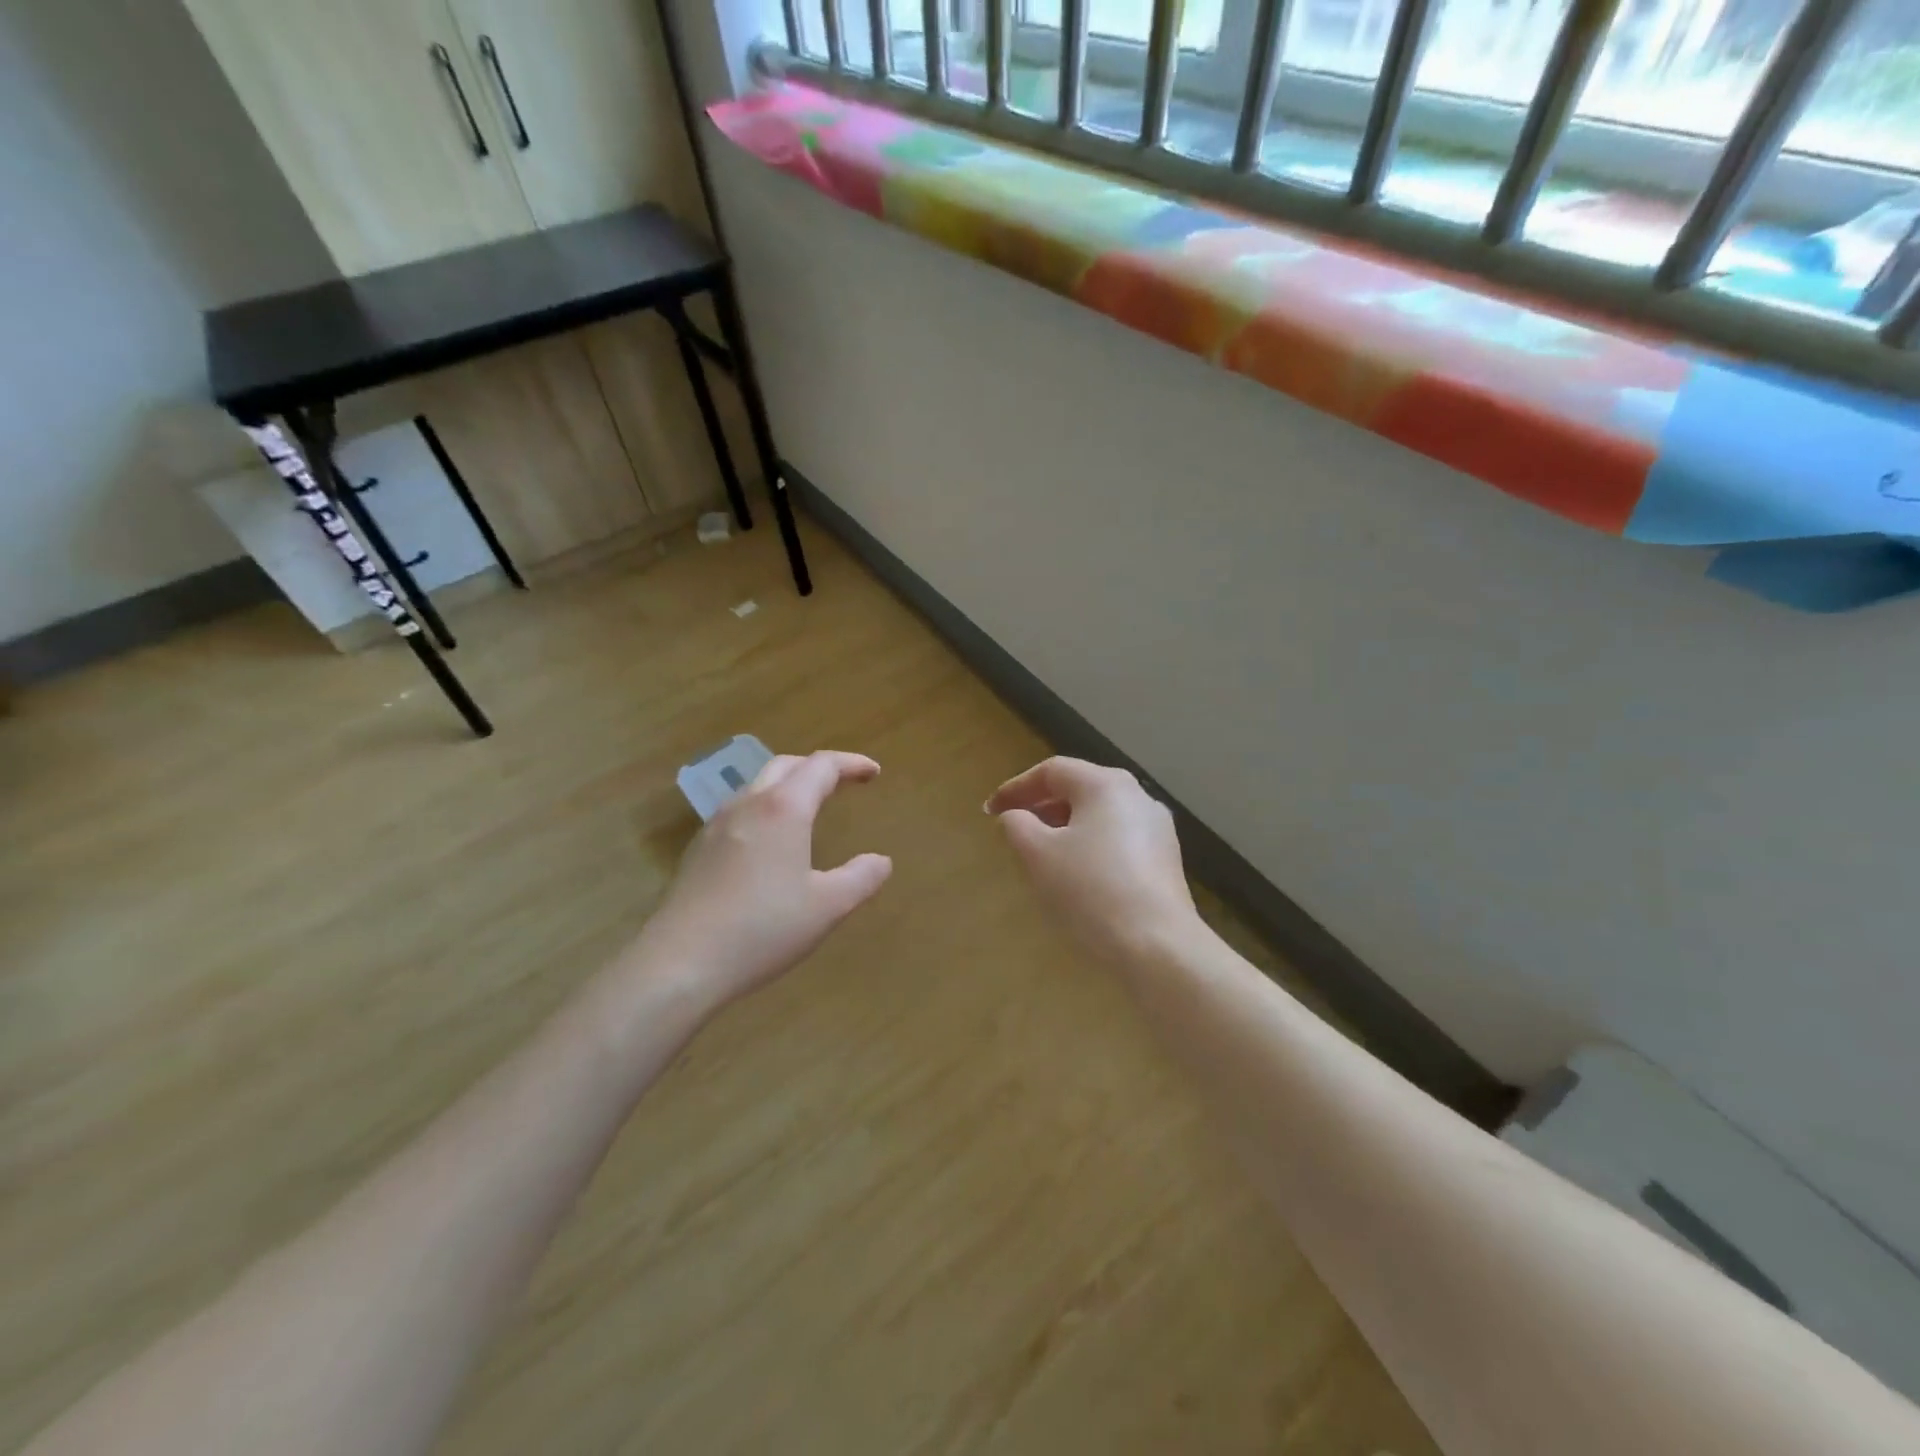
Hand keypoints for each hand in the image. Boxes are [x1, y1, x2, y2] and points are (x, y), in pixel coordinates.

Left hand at [629, 751, 892, 1008]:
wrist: (680, 963)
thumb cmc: (762, 929)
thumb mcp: (827, 907)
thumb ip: (860, 878)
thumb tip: (881, 860)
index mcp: (783, 809)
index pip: (821, 767)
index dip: (851, 764)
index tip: (874, 773)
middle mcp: (748, 805)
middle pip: (786, 766)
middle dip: (818, 768)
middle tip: (844, 783)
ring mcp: (716, 825)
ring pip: (757, 786)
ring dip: (788, 785)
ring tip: (809, 807)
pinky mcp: (698, 849)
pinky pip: (739, 810)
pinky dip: (766, 808)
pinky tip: (770, 841)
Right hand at [986, 757, 1201, 964]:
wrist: (1157, 945)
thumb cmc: (1090, 890)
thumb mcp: (1038, 855)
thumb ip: (1017, 825)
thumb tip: (1015, 816)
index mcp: (1105, 785)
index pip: (1052, 771)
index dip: (1016, 788)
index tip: (990, 811)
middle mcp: (1137, 796)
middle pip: (1079, 790)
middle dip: (1041, 807)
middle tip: (1013, 830)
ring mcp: (1157, 829)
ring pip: (1099, 817)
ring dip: (1064, 829)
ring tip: (1040, 855)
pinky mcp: (1165, 860)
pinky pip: (1117, 840)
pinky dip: (1089, 847)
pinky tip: (1077, 877)